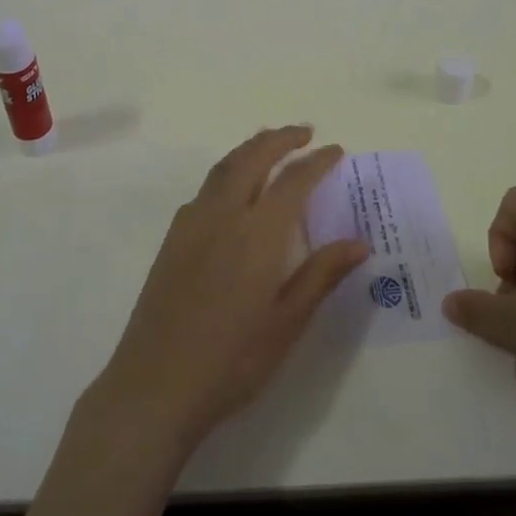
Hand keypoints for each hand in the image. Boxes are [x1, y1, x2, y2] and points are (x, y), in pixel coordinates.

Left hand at [89, 126, 369, 454]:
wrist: (156, 384)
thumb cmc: (232, 360)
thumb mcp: (287, 323)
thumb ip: (321, 275)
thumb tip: (359, 242)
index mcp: (257, 234)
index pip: (293, 181)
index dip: (317, 161)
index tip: (335, 150)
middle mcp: (223, 215)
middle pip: (252, 158)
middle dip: (279, 138)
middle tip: (303, 132)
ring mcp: (192, 223)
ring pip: (224, 167)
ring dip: (250, 148)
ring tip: (270, 143)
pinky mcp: (172, 238)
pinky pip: (205, 189)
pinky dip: (227, 172)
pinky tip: (233, 190)